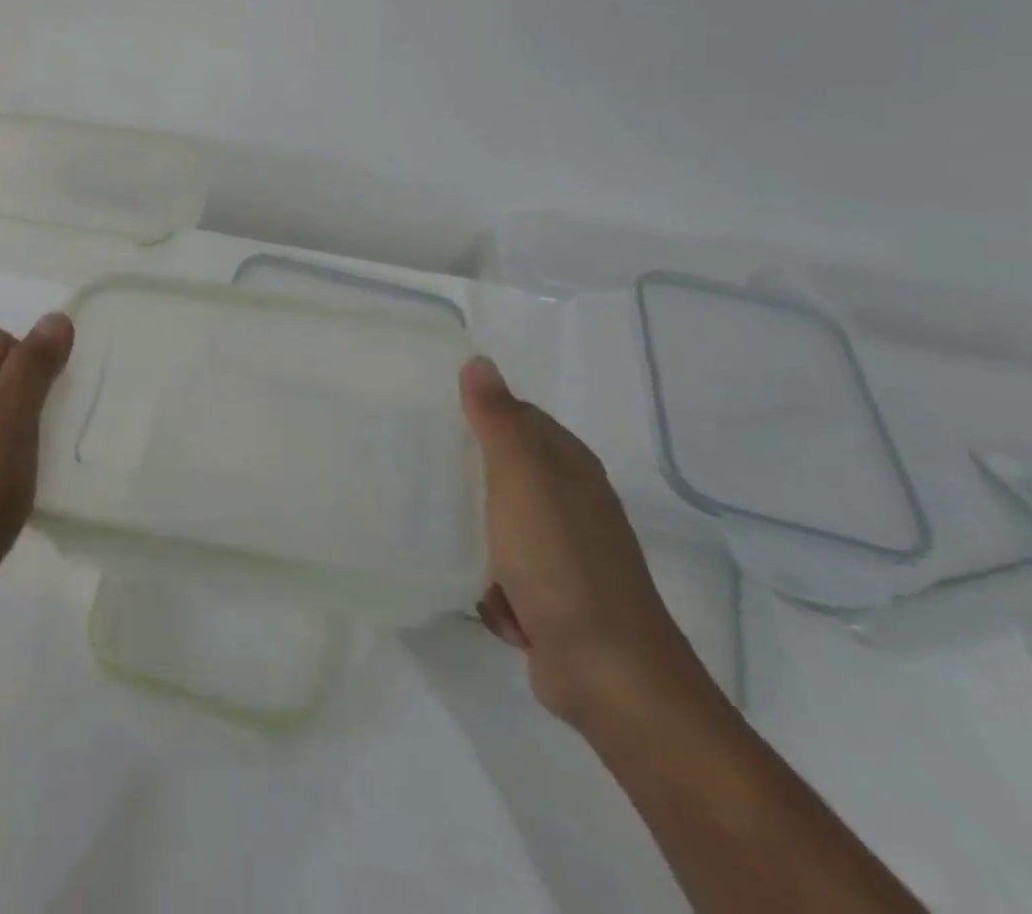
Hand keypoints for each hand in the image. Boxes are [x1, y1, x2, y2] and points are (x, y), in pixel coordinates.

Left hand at [0, 315, 74, 651]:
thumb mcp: (11, 420)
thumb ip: (33, 366)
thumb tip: (55, 318)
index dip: (29, 355)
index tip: (53, 394)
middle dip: (28, 392)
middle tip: (53, 425)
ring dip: (17, 430)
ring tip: (41, 459)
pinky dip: (2, 463)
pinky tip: (16, 492)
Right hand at [461, 357, 715, 734]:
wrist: (606, 671)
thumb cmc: (558, 559)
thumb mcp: (520, 477)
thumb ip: (497, 418)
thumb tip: (479, 361)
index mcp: (568, 464)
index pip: (516, 417)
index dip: (476, 415)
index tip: (430, 419)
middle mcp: (570, 502)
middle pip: (503, 471)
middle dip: (468, 480)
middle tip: (424, 477)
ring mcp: (564, 553)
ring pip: (498, 525)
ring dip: (476, 540)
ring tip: (446, 539)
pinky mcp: (553, 598)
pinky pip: (504, 574)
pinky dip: (492, 586)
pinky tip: (485, 597)